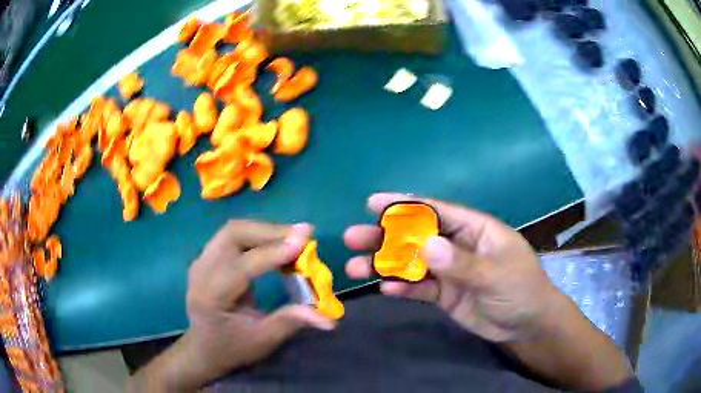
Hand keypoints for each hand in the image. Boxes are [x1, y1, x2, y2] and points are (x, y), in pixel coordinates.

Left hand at [129, 221, 334, 391]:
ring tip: (294, 238)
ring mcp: (202, 261)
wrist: (203, 348)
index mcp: (210, 296)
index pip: (241, 265)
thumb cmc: (231, 349)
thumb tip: (328, 318)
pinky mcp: (208, 257)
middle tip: (303, 235)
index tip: (305, 241)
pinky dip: (257, 236)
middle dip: (270, 232)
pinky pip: (233, 237)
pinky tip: (276, 244)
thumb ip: (291, 322)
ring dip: (265, 231)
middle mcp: (201, 271)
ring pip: (233, 230)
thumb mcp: (262, 341)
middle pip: (233, 234)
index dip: (273, 252)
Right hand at [345, 193, 632, 389]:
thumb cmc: (521, 289)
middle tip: (352, 238)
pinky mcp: (444, 294)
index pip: (436, 211)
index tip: (373, 202)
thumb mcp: (496, 274)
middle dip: (384, 237)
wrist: (527, 325)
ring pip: (412, 263)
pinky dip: (403, 287)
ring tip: (355, 267)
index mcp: (474, 229)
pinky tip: (386, 289)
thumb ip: (462, 263)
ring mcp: (449, 270)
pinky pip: (419, 288)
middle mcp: (457, 245)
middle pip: (416, 236)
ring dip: (385, 265)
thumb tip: (426, 246)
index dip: (404, 205)